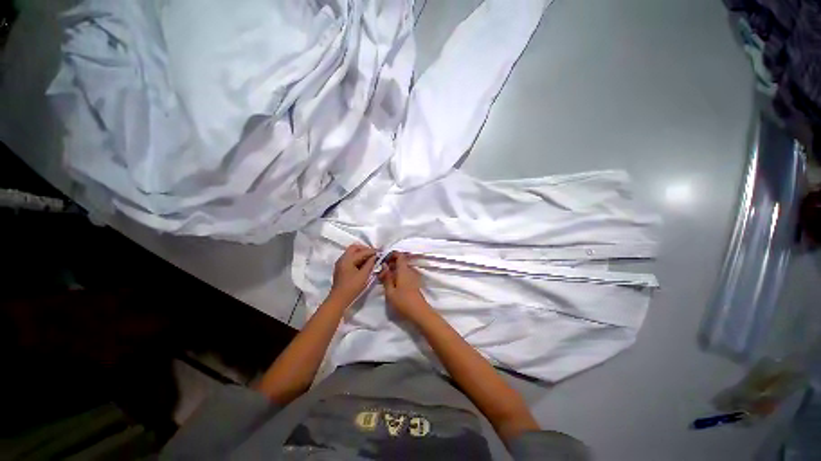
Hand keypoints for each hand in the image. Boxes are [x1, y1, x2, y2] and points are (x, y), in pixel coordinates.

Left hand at [329, 244, 376, 304]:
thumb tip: (375, 257)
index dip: (372, 251)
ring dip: (361, 253)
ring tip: (371, 258)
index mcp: (347, 259)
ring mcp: (341, 263)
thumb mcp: (363, 276)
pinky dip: (358, 258)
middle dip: (365, 249)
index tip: (380, 252)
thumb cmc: (352, 287)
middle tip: (374, 253)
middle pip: (354, 248)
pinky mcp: (341, 268)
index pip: (361, 251)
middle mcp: (342, 258)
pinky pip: (350, 258)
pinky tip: (364, 263)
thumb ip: (370, 264)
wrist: (339, 299)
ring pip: (352, 252)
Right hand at [379, 252, 431, 322]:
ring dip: (395, 269)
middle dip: (391, 263)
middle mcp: (410, 270)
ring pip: (403, 267)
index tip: (383, 259)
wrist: (419, 313)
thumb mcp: (390, 292)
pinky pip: (406, 273)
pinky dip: (399, 274)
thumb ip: (386, 277)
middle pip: (401, 261)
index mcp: (404, 270)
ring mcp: (414, 276)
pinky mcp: (415, 282)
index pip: (399, 255)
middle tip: (381, 270)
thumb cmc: (403, 302)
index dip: (391, 255)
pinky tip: (393, 282)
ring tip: (385, 276)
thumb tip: (383, 266)